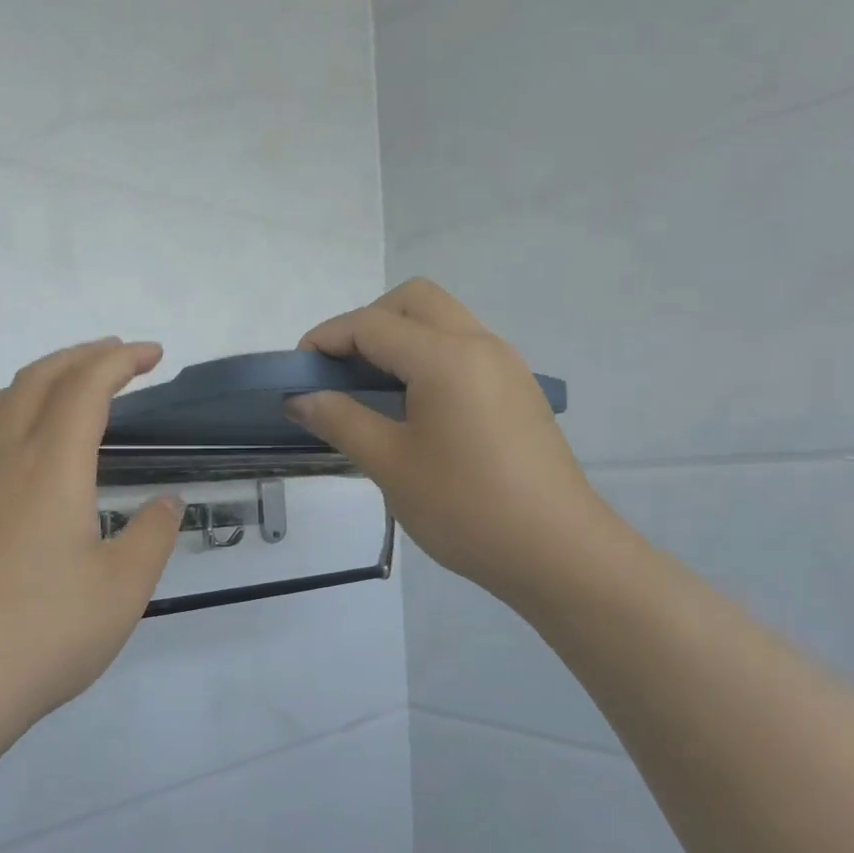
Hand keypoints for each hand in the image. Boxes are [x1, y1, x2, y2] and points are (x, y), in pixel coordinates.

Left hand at [0, 339, 185, 729]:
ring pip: (1, 398)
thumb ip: (153, 535)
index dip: (121, 360)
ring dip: (42, 376)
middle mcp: (4, 456)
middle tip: (120, 355)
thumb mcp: (124, 588)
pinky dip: (8, 406)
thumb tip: (166, 503)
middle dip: (84, 356)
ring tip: (71, 382)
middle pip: (40, 378)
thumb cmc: (46, 633)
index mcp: (52, 466)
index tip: (153, 355)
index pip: (87, 387)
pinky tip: (16, 435)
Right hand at [287, 279, 619, 606]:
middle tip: (340, 373)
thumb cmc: (465, 507)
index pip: (372, 324)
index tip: (296, 374)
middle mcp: (480, 344)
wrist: (557, 551)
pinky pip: (464, 349)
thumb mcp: (390, 464)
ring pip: (443, 322)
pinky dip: (428, 358)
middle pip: (414, 301)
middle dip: (367, 323)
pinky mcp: (518, 390)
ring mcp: (506, 365)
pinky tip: (414, 409)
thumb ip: (340, 420)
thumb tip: (300, 397)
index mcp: (446, 357)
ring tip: (371, 392)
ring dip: (400, 338)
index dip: (325, 340)